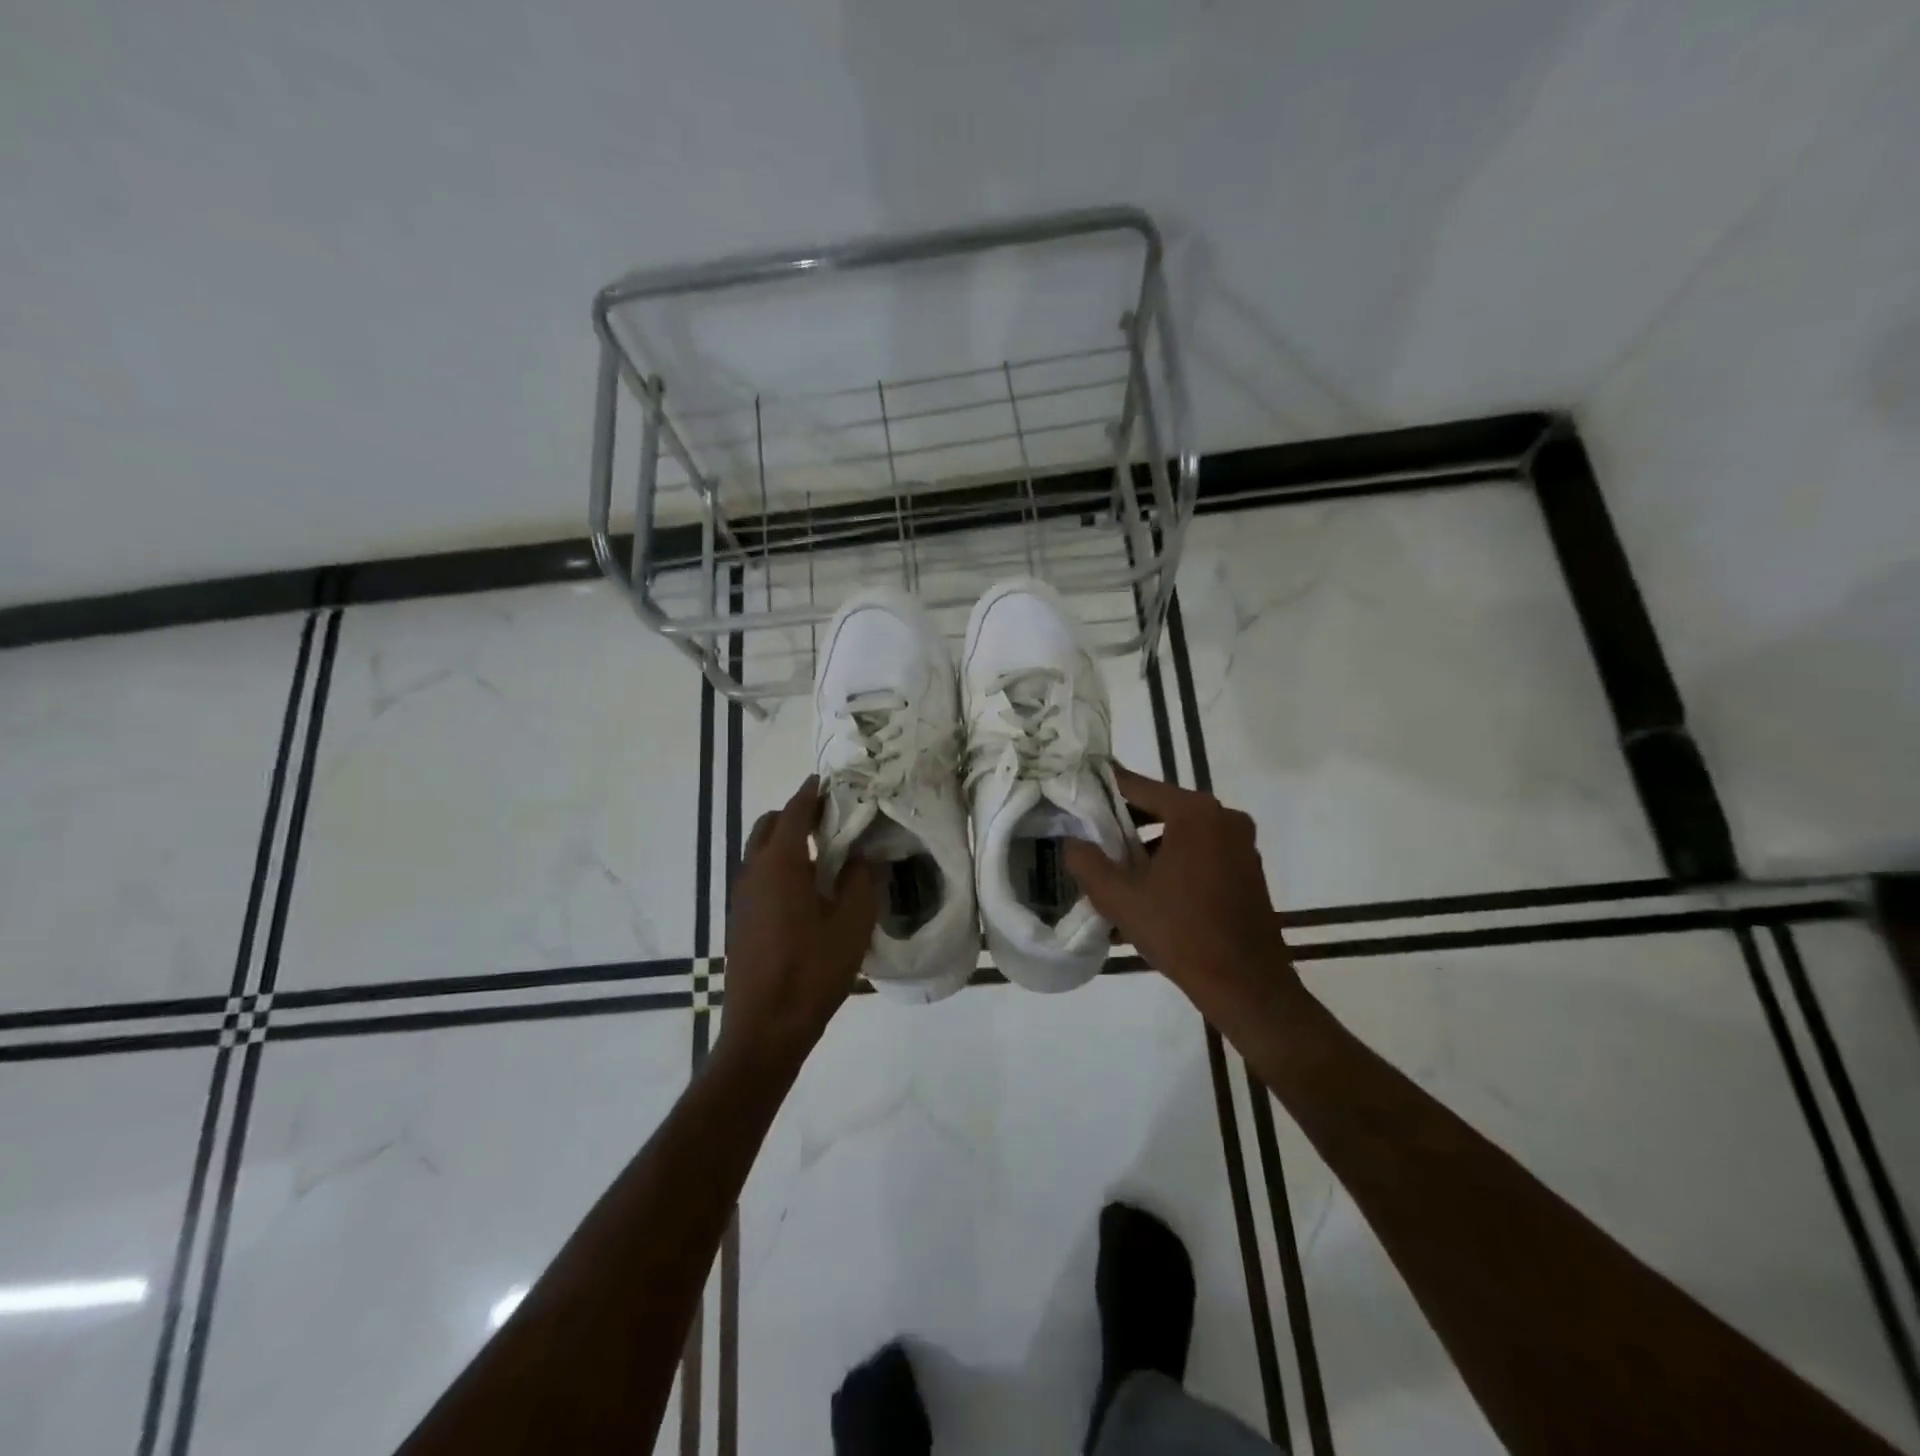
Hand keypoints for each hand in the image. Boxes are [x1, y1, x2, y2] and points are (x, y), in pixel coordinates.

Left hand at [720, 777, 877, 1071]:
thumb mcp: (852, 924)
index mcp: (780, 864)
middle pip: (770, 826)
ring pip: (760, 851)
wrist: (764, 1028)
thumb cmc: (812, 971)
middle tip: (831, 820)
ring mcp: (741, 897)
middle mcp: (754, 872)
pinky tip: (805, 890)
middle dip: (797, 814)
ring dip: (786, 841)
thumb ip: (861, 881)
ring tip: (823, 854)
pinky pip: (758, 876)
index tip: (829, 781)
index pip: (795, 812)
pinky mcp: (740, 920)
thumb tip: (862, 858)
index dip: (812, 793)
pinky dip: (778, 866)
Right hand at [1065, 767, 1293, 1005]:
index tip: (1077, 796)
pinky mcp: (1249, 870)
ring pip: (1181, 835)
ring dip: (1148, 850)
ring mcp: (1241, 845)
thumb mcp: (1120, 897)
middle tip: (1091, 841)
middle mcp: (1223, 817)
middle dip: (1125, 827)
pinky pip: (1201, 854)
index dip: (1103, 792)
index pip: (1137, 787)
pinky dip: (1174, 865)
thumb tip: (1072, 842)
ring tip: (1116, 875)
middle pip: (1160, 809)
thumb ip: (1087, 862)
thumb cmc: (1180, 932)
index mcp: (1194, 812)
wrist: (1246, 985)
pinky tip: (1149, 895)